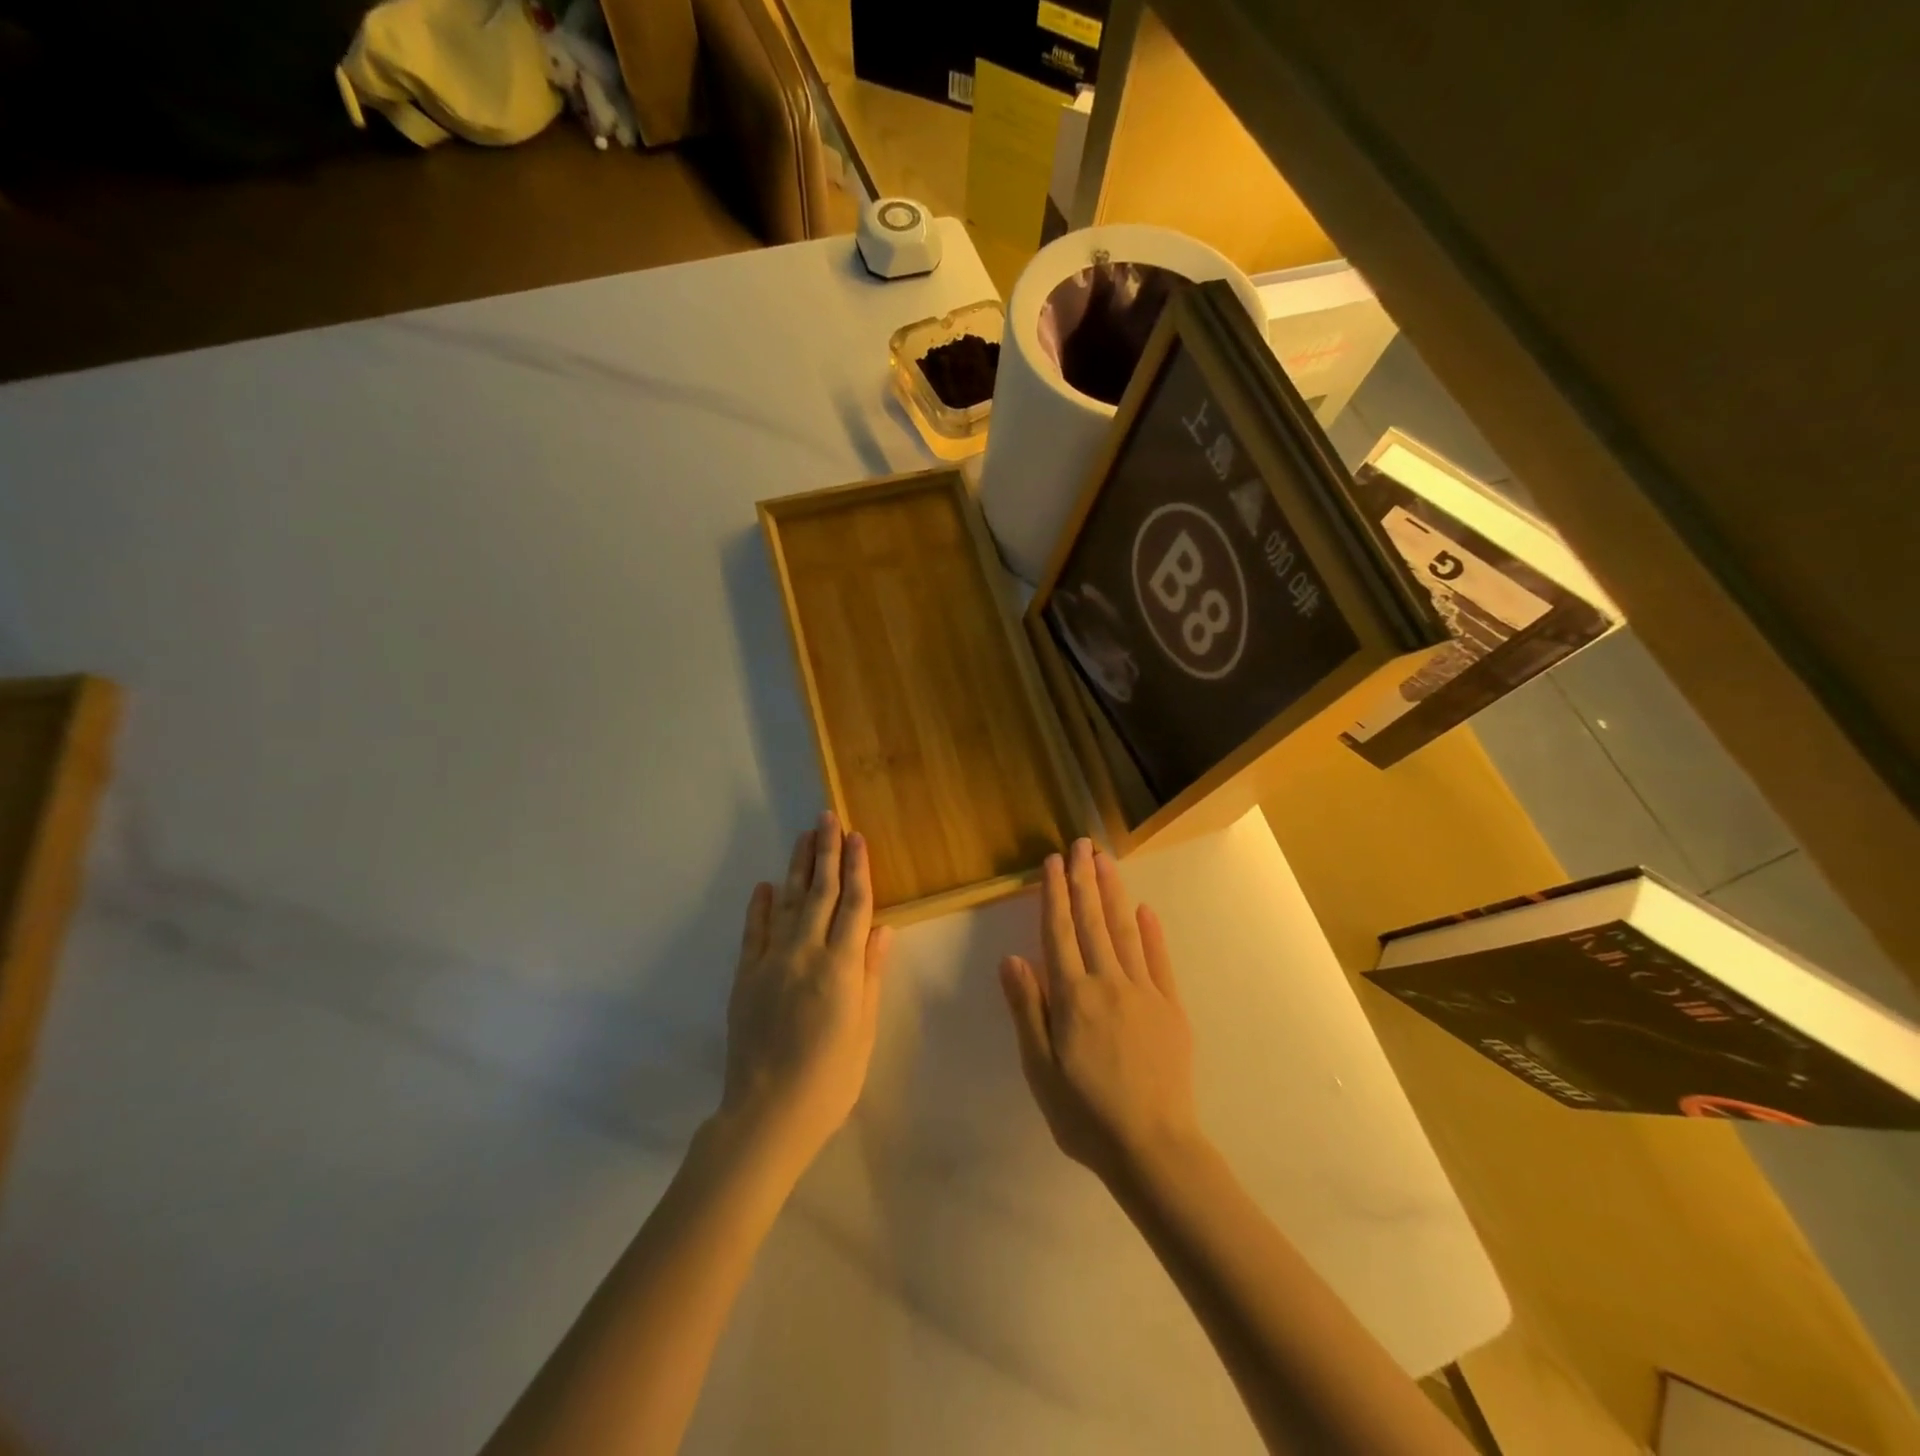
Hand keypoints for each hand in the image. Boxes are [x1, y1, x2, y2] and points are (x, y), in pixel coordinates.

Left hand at [721, 813, 893, 1169]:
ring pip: (788, 903)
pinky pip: (754, 932)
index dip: (858, 868)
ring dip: (798, 867)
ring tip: (803, 837)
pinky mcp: (745, 977)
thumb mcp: (864, 1029)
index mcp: (841, 967)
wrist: (767, 1114)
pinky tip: (765, 885)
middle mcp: (806, 954)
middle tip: (827, 817)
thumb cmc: (830, 1078)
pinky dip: (760, 906)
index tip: (857, 837)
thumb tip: (883, 928)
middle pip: (821, 893)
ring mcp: (771, 962)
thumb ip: (871, 974)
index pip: (855, 905)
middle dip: (826, 852)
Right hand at [999, 838, 1203, 1189]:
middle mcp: (1107, 983)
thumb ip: (1028, 1009)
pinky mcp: (1171, 1008)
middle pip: (1092, 922)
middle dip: (1084, 880)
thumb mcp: (1040, 1069)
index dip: (1054, 894)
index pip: (1059, 932)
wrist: (1154, 1148)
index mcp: (1073, 997)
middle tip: (1082, 844)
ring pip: (1125, 931)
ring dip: (1114, 893)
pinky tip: (1145, 909)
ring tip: (1106, 861)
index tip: (1053, 862)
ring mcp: (1143, 992)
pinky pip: (1159, 961)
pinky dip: (1152, 932)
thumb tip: (1012, 958)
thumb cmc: (1085, 1114)